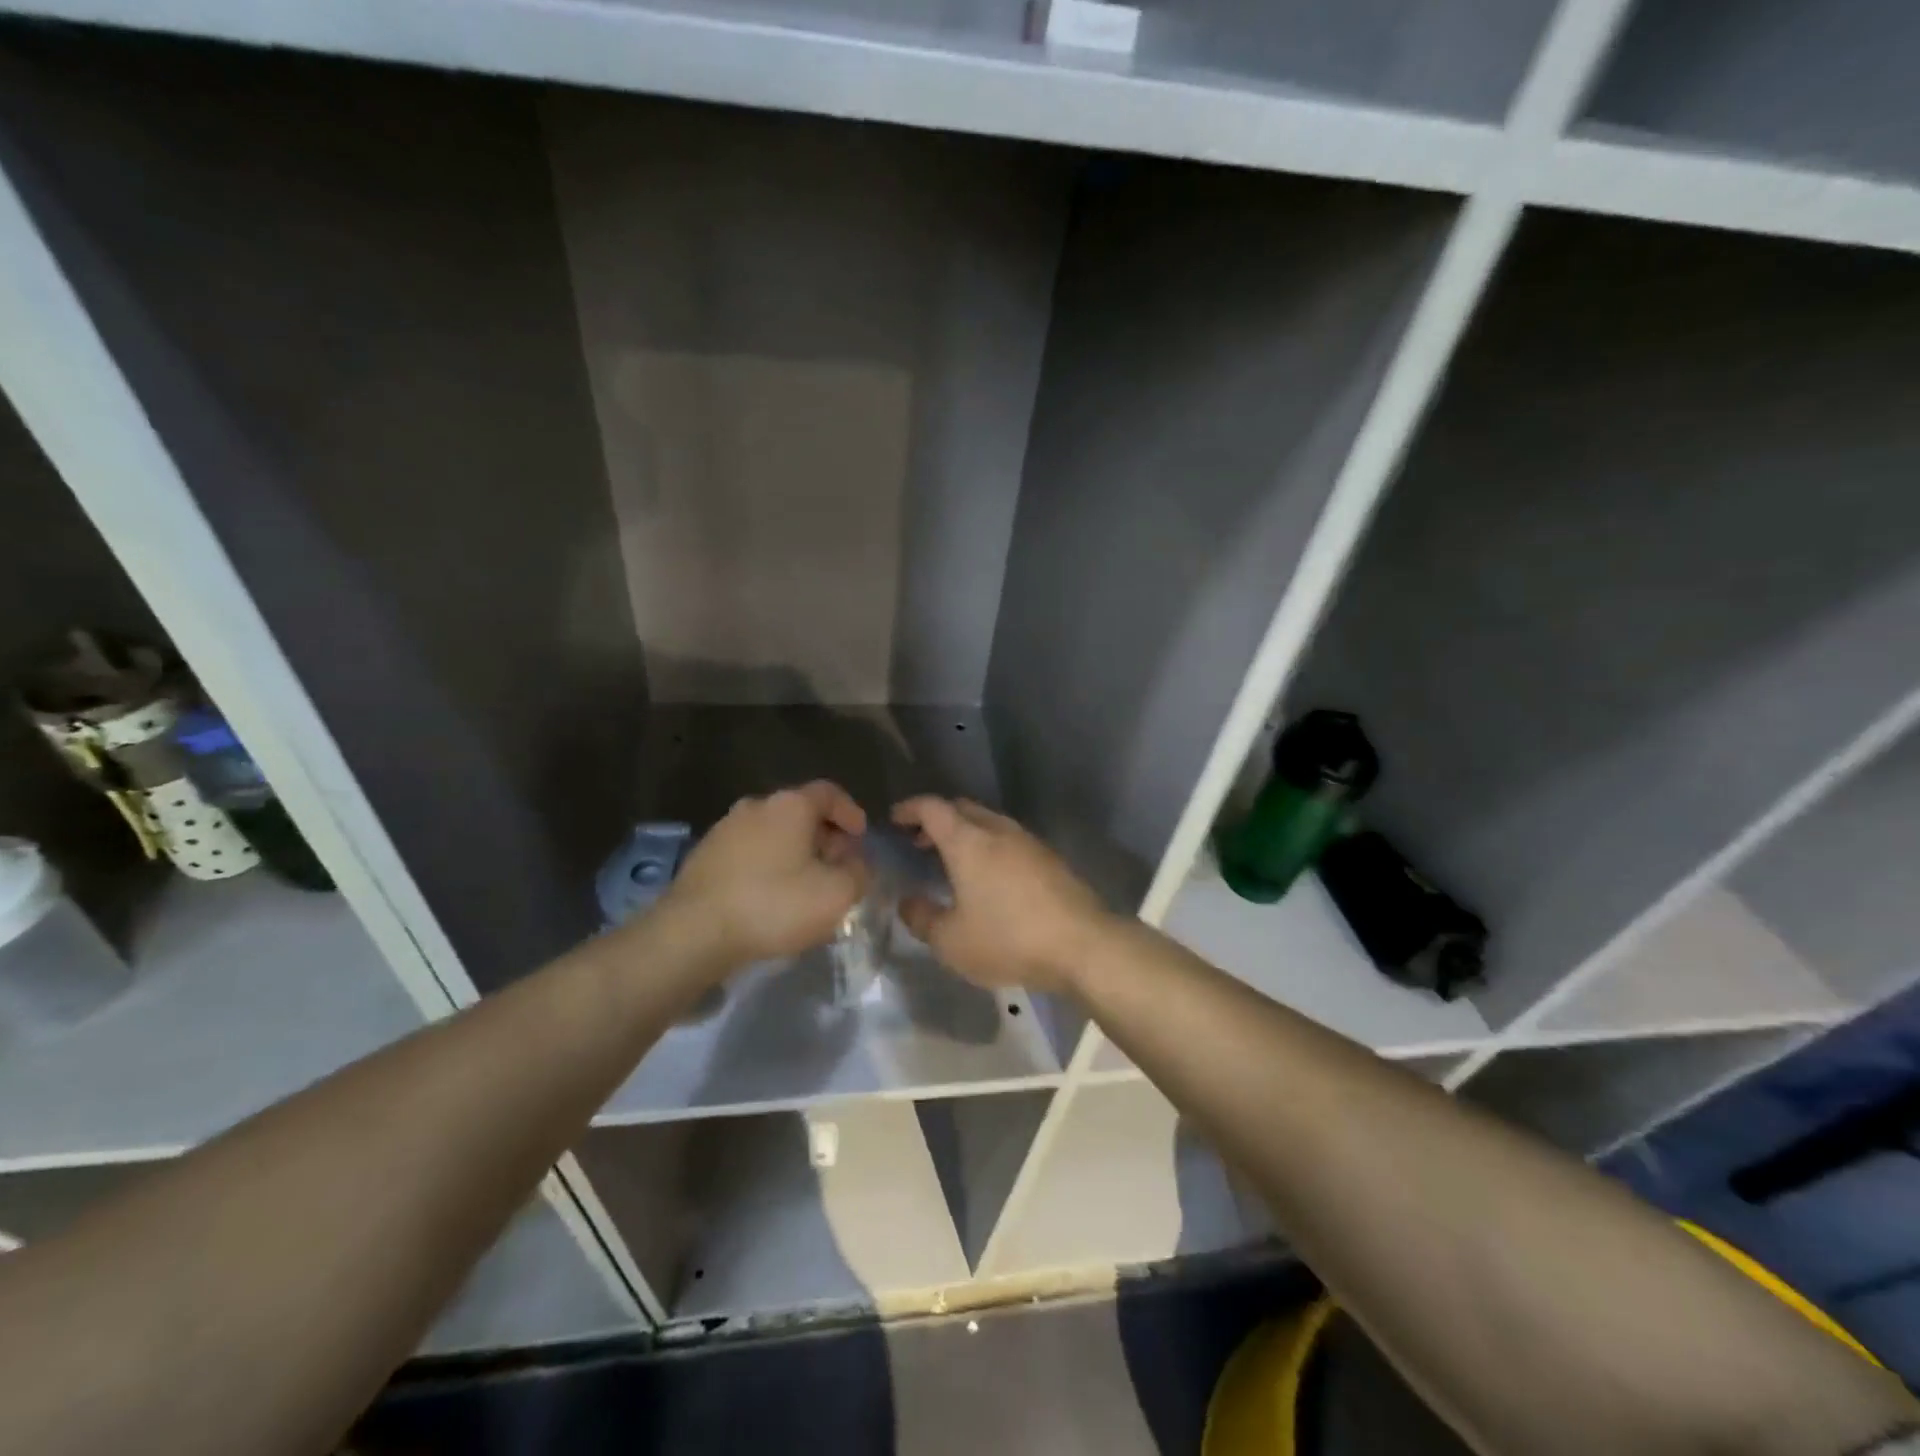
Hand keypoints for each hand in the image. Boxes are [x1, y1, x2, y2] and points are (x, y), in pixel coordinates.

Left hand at [661, 781, 869, 969]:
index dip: (850, 812)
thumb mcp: (836, 894)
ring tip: (806, 885)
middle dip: (824, 836)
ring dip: (794, 853)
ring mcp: (725, 829)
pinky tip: (772, 898)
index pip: (829, 793)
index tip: (861, 837)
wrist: (693, 933)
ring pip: (773, 833)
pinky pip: (749, 853)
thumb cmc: (773, 905)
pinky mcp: (704, 857)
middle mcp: (756, 806)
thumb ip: (858, 873)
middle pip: (800, 812)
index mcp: (790, 805)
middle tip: (838, 866)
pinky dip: (768, 866)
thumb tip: (858, 863)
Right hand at [892, 797, 1115, 993]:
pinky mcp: (1049, 858)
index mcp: (968, 841)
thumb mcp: (951, 941)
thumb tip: (907, 901)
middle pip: (962, 808)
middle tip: (919, 843)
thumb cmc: (1008, 938)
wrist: (1082, 944)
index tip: (894, 820)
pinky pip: (1008, 840)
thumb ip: (921, 918)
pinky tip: (988, 878)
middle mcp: (998, 830)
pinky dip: (988, 847)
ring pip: (988, 822)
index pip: (932, 807)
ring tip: (951, 863)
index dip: (909, 809)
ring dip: (965, 834)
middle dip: (936, 819)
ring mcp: (1028, 841)